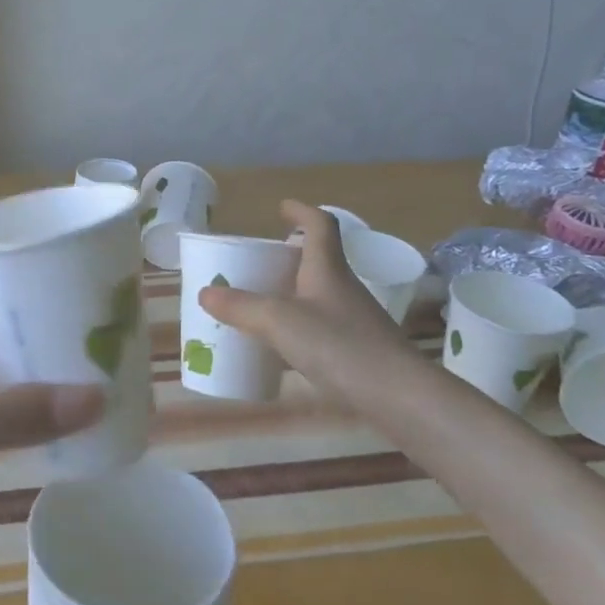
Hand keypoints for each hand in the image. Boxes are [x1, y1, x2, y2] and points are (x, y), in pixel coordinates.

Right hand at [197, 201, 425, 408]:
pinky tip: (277, 349)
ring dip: (289, 294)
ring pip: (315, 296)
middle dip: (287, 257)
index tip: (281, 207)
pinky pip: (318, 328)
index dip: (301, 211)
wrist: (398, 397)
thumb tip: (206, 293)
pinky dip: (295, 329)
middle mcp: (342, 289)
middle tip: (256, 263)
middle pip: (316, 261)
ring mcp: (352, 321)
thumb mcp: (280, 322)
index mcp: (327, 269)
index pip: (320, 225)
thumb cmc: (340, 346)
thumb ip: (241, 307)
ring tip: (258, 306)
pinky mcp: (356, 351)